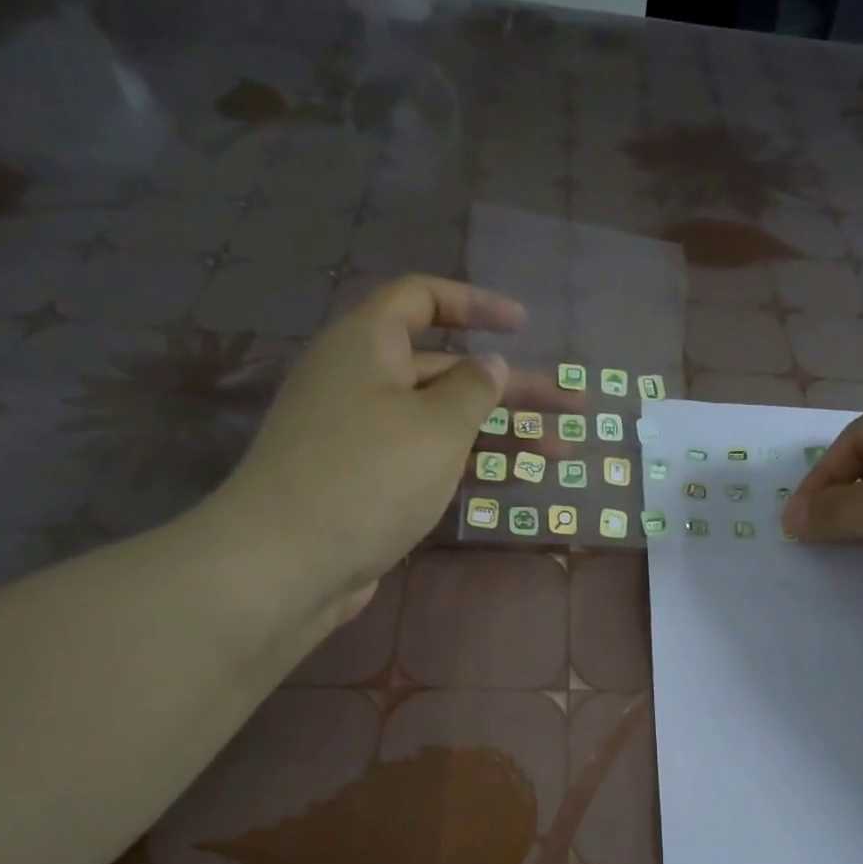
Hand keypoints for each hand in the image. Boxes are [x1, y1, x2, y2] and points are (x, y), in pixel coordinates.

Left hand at [199, 275, 543, 632]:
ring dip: (504, 434)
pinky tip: (518, 480)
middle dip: (514, 388)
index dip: (476, 304)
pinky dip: (472, 465)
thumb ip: (474, 389)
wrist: (288, 563)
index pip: (422, 300)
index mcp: (368, 346)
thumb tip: (491, 364)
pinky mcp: (371, 483)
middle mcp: (365, 383)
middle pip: (450, 370)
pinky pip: (431, 459)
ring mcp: (367, 437)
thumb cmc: (369, 476)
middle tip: (574, 405)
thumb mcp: (436, 425)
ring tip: (562, 451)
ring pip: (446, 421)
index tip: (524, 325)